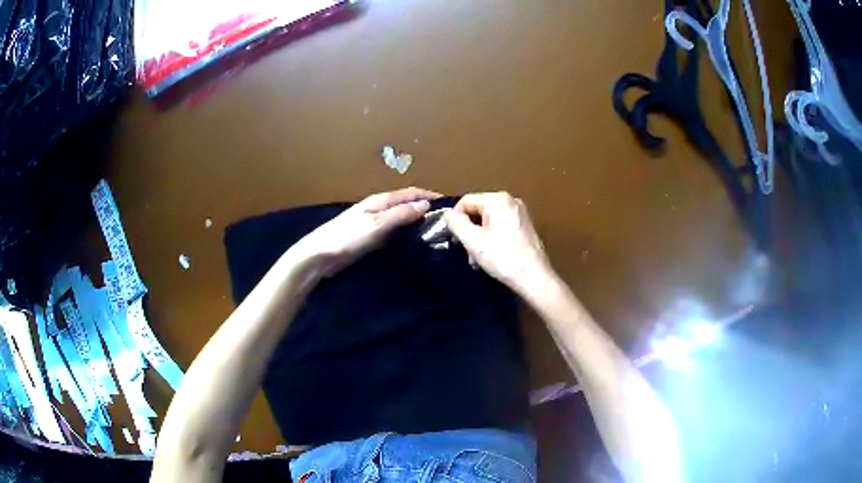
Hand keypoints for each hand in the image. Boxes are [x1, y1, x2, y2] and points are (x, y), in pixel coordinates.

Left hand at [290, 187, 440, 277]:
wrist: (320, 256)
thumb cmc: (347, 237)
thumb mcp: (377, 224)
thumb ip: (401, 214)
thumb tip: (426, 204)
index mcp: (380, 201)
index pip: (409, 192)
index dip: (428, 195)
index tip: (448, 202)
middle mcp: (378, 209)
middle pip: (406, 205)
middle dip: (424, 209)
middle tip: (445, 221)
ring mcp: (373, 224)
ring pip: (400, 220)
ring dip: (415, 223)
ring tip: (434, 233)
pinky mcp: (370, 239)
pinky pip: (393, 234)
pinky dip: (404, 236)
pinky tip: (412, 245)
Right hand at [444, 192, 552, 292]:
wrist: (535, 277)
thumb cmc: (503, 258)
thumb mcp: (473, 241)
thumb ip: (457, 224)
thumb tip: (448, 214)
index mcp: (498, 199)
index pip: (466, 201)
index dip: (456, 219)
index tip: (454, 239)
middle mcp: (510, 201)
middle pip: (478, 211)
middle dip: (469, 231)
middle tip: (467, 252)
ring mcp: (520, 213)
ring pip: (488, 221)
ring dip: (479, 238)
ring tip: (478, 259)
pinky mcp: (525, 226)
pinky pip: (500, 227)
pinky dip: (492, 239)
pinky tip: (491, 256)